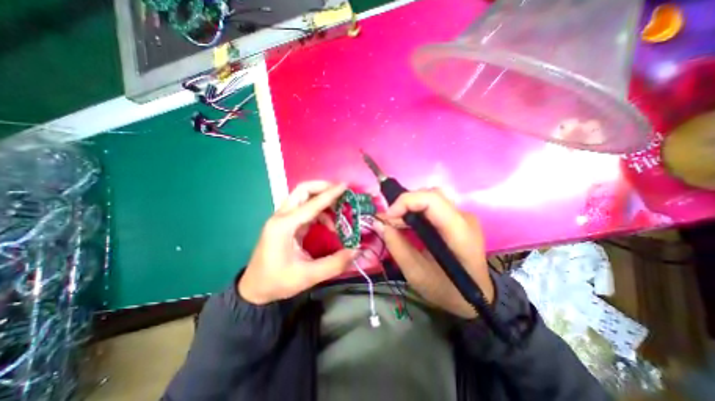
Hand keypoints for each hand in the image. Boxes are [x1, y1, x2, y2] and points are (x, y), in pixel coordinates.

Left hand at [237, 181, 354, 303]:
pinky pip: (304, 209)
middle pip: (302, 190)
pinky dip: (319, 210)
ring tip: (339, 210)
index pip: (311, 204)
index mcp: (284, 226)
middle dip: (323, 187)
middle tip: (341, 192)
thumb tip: (356, 250)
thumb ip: (335, 263)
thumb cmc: (278, 282)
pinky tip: (329, 223)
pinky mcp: (286, 223)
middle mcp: (281, 217)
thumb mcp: (308, 276)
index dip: (330, 194)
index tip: (345, 186)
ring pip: (303, 197)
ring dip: (322, 199)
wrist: (255, 289)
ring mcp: (282, 219)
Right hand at [379, 187, 491, 319]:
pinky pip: (434, 206)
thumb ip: (396, 246)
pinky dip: (416, 211)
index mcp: (459, 233)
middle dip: (405, 204)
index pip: (432, 200)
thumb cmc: (447, 290)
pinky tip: (408, 224)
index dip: (406, 202)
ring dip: (410, 206)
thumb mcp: (416, 274)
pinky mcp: (458, 219)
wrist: (475, 298)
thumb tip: (380, 223)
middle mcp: (464, 217)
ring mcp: (463, 216)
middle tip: (390, 221)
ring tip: (397, 223)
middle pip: (431, 194)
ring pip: (431, 197)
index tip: (388, 217)